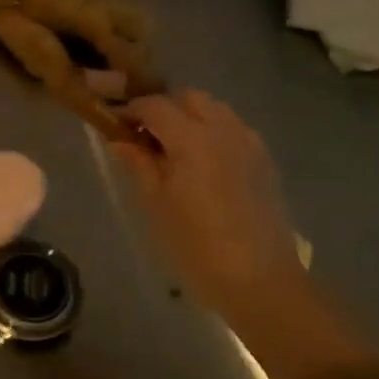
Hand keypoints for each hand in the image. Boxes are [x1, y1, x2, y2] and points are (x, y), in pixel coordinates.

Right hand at [109, 91, 304, 310]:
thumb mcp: (156, 205)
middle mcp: (224, 129)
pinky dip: (212, 132)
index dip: (131, 110)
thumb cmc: (196, 246)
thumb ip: (138, 164)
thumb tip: (119, 139)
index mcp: (192, 138)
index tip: (115, 125)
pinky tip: (202, 163)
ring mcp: (249, 143)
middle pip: (189, 97)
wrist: (259, 281)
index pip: (155, 105)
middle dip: (164, 108)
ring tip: (173, 149)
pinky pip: (233, 129)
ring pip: (215, 110)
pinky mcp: (264, 161)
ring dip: (190, 117)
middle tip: (144, 136)